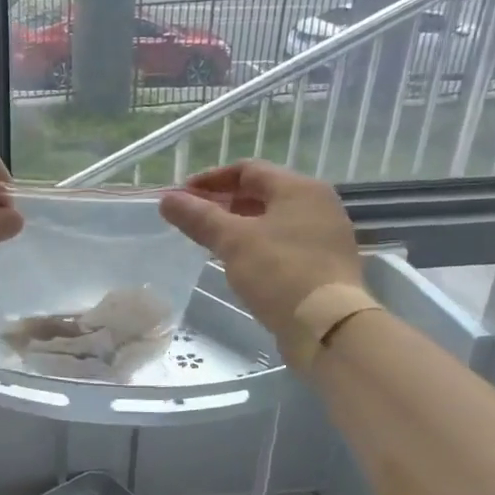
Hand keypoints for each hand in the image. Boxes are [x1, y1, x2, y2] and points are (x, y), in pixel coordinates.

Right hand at [157, 161, 363, 333]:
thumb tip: (167, 199)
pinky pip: (284, 242)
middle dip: (223, 202)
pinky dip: (257, 244)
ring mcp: (324, 234)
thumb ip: (198, 217)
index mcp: (298, 188)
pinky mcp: (324, 262)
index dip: (210, 179)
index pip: (248, 169)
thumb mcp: (232, 241)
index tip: (182, 196)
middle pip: (262, 193)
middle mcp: (317, 204)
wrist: (327, 324)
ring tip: (210, 240)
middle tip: (192, 218)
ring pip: (272, 219)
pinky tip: (238, 262)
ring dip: (239, 224)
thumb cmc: (279, 271)